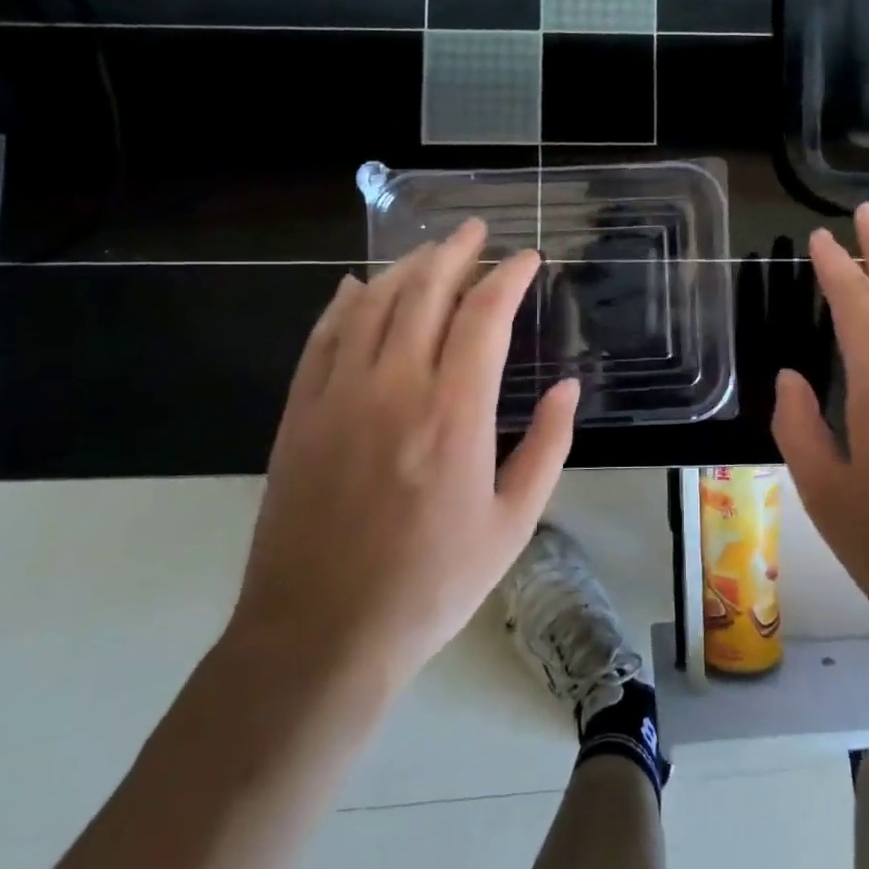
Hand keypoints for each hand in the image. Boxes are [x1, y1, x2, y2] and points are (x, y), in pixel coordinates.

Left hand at [229, 220, 578, 699]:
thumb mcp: (513, 524)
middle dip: (456, 252)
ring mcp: (338, 396)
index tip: (527, 259)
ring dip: (406, 268)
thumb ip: (548, 446)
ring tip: (432, 251)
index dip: (509, 276)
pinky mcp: (299, 414)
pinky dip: (344, 303)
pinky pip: (322, 338)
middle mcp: (394, 388)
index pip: (484, 316)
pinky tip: (359, 286)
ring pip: (373, 304)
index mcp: (454, 414)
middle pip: (425, 292)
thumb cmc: (431, 584)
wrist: (319, 636)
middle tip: (477, 231)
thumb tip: (569, 386)